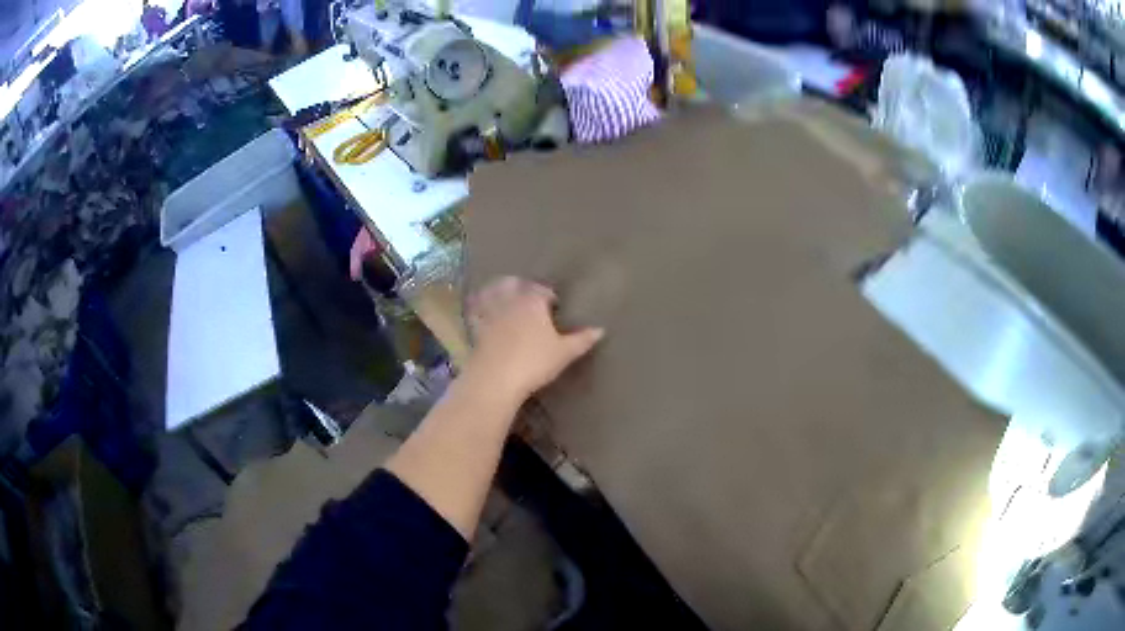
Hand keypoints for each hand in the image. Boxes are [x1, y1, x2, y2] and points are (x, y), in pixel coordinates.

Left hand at [466, 277, 603, 402]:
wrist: (496, 379)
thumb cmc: (534, 362)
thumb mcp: (564, 353)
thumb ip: (582, 339)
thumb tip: (601, 329)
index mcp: (532, 301)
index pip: (542, 290)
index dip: (549, 296)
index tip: (554, 305)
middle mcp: (510, 300)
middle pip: (514, 284)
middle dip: (522, 286)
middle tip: (529, 295)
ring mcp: (490, 312)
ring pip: (493, 292)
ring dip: (498, 289)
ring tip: (504, 294)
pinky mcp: (475, 327)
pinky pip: (475, 310)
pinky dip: (477, 306)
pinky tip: (479, 309)